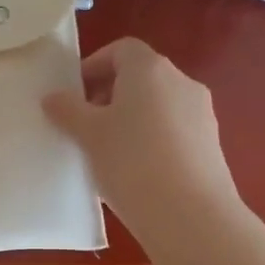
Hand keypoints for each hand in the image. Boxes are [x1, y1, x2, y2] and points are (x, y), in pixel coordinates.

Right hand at [43, 37, 241, 242]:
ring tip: (109, 154)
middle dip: (110, 96)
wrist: (189, 215)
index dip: (94, 66)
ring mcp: (201, 113)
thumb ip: (68, 110)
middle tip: (85, 127)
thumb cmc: (131, 163)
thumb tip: (53, 96)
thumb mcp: (89, 136)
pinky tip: (136, 173)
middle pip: (141, 78)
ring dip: (131, 120)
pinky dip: (152, 141)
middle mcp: (181, 82)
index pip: (121, 50)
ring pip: (158, 106)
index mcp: (150, 69)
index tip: (74, 95)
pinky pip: (173, 131)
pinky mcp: (210, 144)